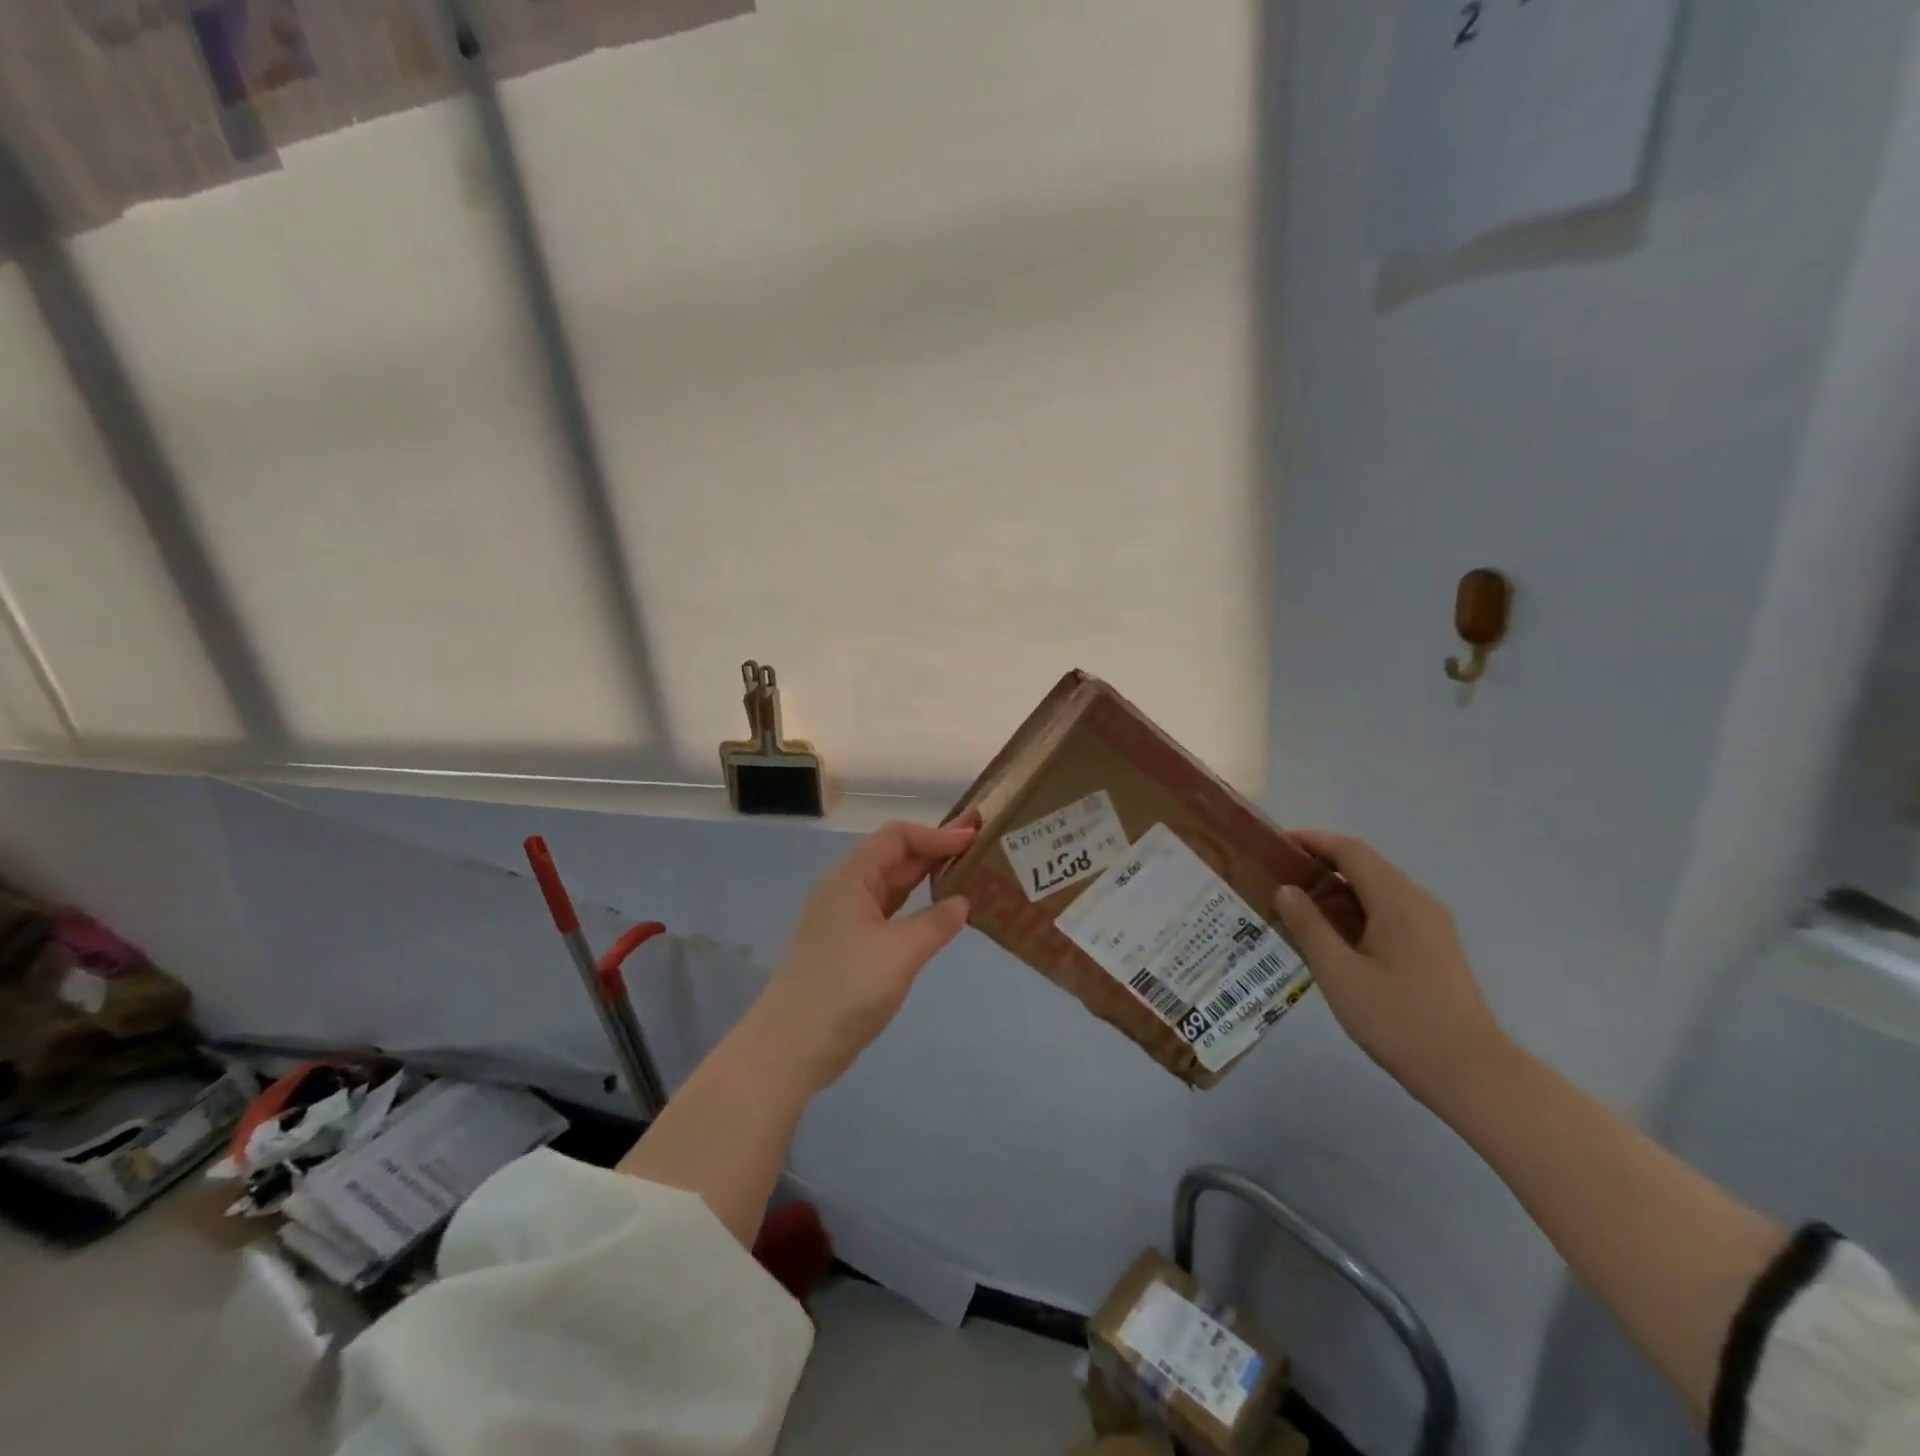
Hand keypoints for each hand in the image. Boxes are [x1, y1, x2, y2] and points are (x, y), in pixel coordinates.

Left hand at [749, 815, 978, 1091]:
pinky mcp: (850, 945)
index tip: (974, 837)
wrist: (792, 1046)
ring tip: (967, 872)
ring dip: (927, 877)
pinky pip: (889, 912)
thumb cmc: (846, 989)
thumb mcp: (900, 953)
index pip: (898, 837)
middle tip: (980, 846)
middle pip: (895, 857)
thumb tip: (962, 902)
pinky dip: (916, 906)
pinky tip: (940, 912)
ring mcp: (846, 918)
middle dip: (936, 849)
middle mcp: (846, 889)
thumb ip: (936, 923)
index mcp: (851, 878)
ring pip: (893, 885)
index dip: (937, 833)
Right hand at [1272, 832, 1506, 1104]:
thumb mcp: (1339, 973)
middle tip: (1276, 878)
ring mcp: (1431, 925)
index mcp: (1397, 900)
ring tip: (1295, 907)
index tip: (1274, 846)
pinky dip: (1355, 911)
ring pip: (1376, 890)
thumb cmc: (1399, 1020)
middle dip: (1320, 865)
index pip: (1350, 851)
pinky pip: (1388, 912)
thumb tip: (1286, 889)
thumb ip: (1309, 926)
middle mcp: (1418, 902)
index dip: (1311, 841)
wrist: (1471, 1073)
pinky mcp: (1434, 948)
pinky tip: (1331, 936)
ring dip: (1336, 890)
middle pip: (1364, 866)